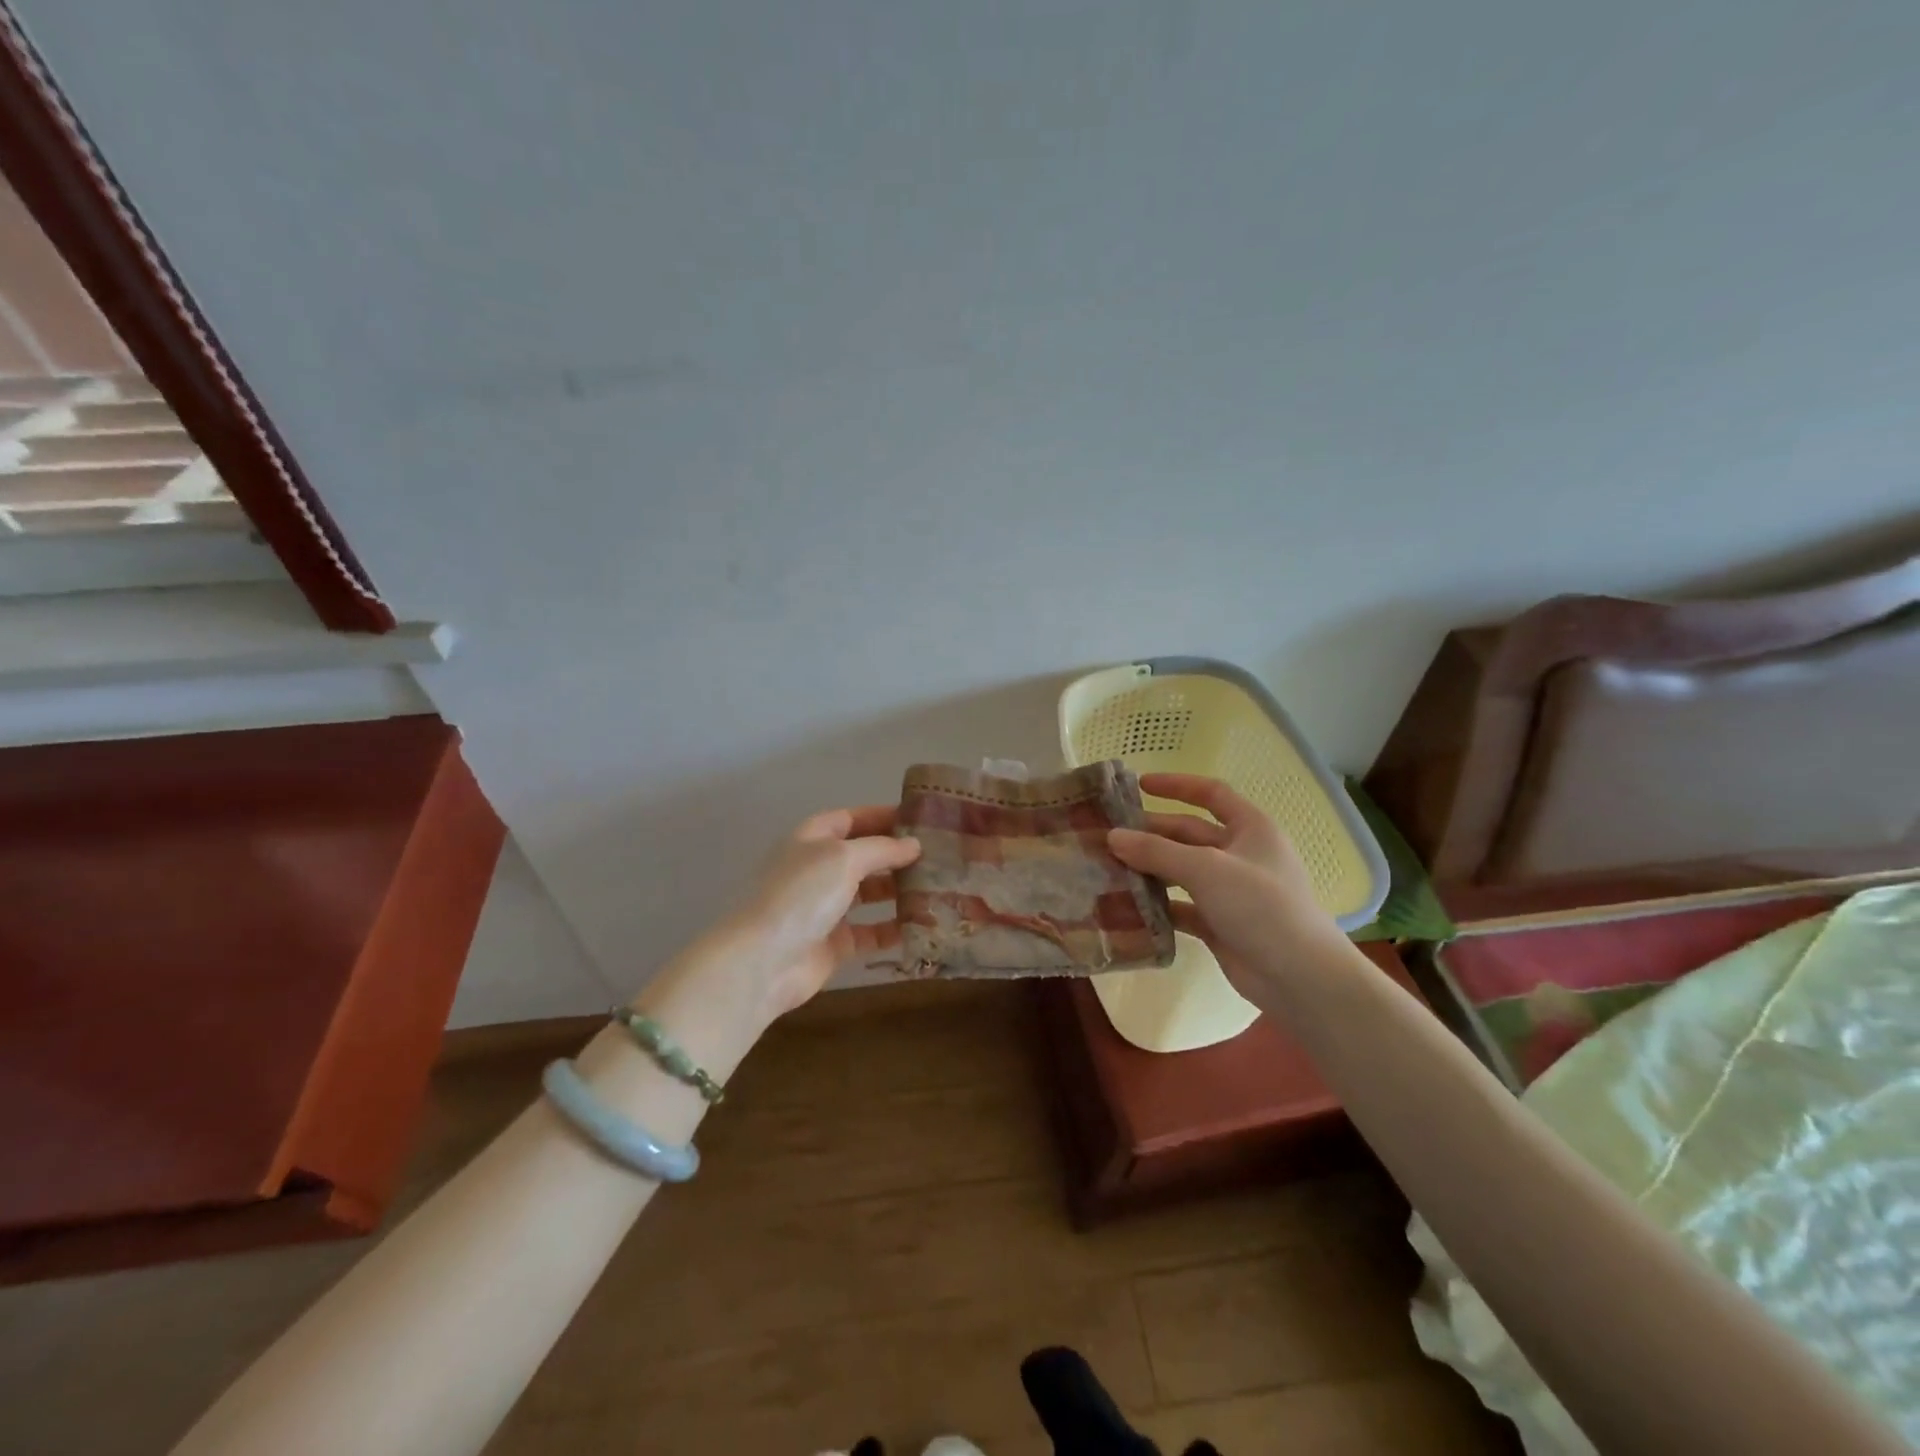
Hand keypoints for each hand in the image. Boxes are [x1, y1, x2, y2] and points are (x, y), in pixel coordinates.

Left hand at [730, 805, 921, 1016]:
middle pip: (863, 855)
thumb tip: (914, 845)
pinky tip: (923, 926)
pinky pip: (871, 931)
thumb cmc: (802, 894)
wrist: (764, 961)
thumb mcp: (844, 858)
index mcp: (813, 839)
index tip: (921, 819)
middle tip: (939, 856)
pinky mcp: (834, 943)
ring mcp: (825, 907)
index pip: (852, 818)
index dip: (883, 816)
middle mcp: (818, 869)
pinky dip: (894, 928)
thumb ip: (882, 849)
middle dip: (897, 855)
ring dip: (900, 891)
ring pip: (869, 893)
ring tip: (938, 888)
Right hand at [1106, 774, 1340, 985]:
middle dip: (1151, 833)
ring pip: (1181, 871)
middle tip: (1108, 835)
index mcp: (1250, 829)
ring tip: (1109, 869)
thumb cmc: (1261, 907)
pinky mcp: (1220, 924)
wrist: (1301, 978)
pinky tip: (1128, 906)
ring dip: (1150, 869)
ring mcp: (1231, 891)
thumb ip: (1157, 851)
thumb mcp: (1206, 869)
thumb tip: (1112, 836)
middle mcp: (1240, 855)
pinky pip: (1182, 907)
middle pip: (1188, 834)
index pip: (1211, 794)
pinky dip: (1158, 906)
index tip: (1139, 785)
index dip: (1177, 785)